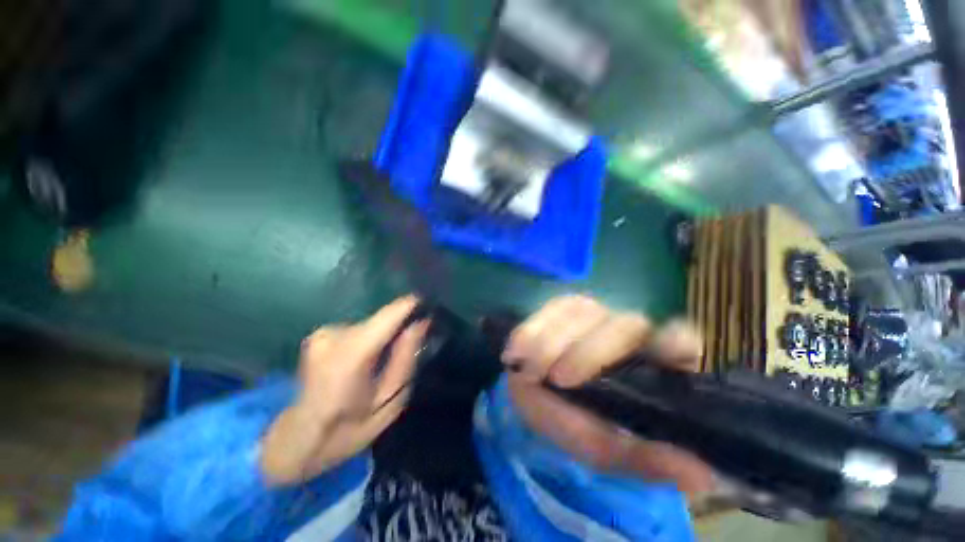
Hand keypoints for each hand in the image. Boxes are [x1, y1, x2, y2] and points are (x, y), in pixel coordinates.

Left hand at [261, 296, 428, 485]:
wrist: (298, 440)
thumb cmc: (349, 429)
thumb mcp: (389, 400)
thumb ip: (405, 359)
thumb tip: (421, 324)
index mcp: (351, 356)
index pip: (389, 315)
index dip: (412, 306)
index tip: (430, 308)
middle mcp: (334, 335)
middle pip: (381, 319)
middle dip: (397, 329)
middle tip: (407, 349)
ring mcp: (322, 333)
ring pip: (370, 325)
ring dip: (381, 337)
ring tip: (381, 361)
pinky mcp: (319, 334)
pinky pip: (357, 330)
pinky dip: (366, 340)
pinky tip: (362, 361)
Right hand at [502, 295, 714, 493]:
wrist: (536, 398)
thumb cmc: (577, 422)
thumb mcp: (608, 449)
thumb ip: (645, 460)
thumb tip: (701, 478)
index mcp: (652, 363)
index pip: (678, 340)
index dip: (674, 341)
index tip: (661, 354)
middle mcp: (626, 331)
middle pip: (623, 324)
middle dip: (589, 351)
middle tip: (557, 378)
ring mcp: (592, 314)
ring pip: (581, 311)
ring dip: (551, 340)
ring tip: (527, 370)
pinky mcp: (562, 307)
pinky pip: (549, 309)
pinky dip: (530, 329)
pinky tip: (514, 351)